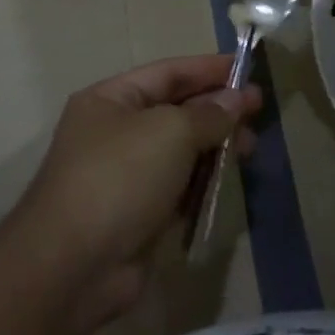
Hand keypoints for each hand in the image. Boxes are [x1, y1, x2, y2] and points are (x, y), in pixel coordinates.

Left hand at [9, 56, 260, 334]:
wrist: (75, 265)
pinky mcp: (138, 214)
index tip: (248, 70)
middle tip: (259, 111)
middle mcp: (115, 131)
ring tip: (250, 148)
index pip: (167, 73)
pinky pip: (177, 187)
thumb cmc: (120, 177)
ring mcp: (125, 175)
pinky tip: (228, 182)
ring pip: (179, 151)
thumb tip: (236, 100)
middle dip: (216, 109)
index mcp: (110, 99)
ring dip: (214, 147)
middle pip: (175, 110)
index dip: (208, 69)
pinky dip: (202, 182)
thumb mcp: (170, 131)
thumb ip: (208, 114)